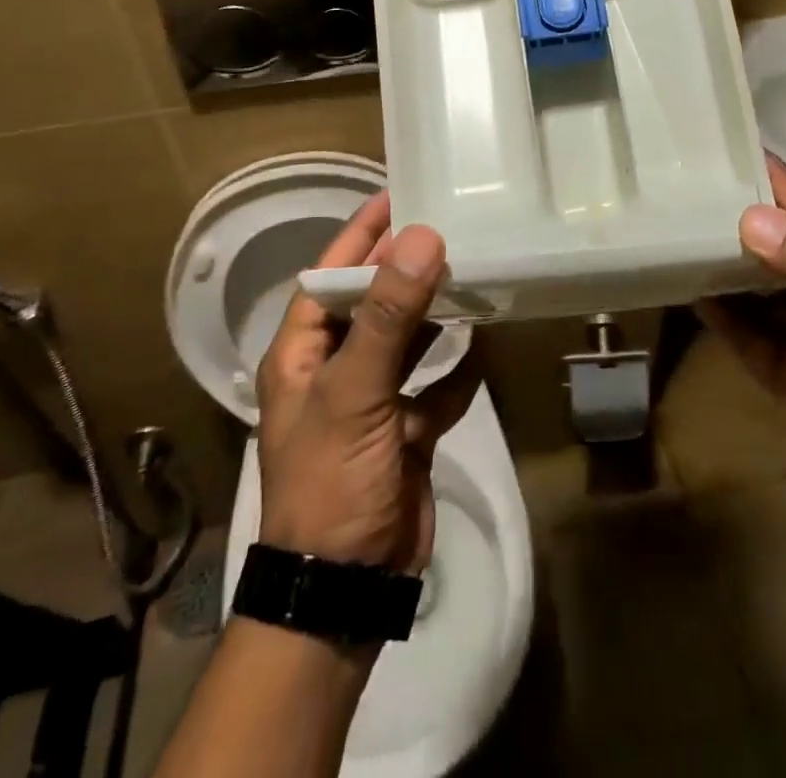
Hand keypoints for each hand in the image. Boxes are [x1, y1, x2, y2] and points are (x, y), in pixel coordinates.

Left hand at [256, 193, 481, 574]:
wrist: (345, 589)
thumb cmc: (332, 481)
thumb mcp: (355, 392)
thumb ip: (387, 316)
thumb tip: (421, 238)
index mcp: (303, 354)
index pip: (328, 277)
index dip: (359, 236)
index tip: (395, 196)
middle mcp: (334, 371)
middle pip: (371, 304)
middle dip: (404, 270)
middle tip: (447, 228)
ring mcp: (371, 403)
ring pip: (405, 342)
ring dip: (433, 316)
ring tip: (470, 276)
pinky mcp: (404, 432)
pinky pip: (435, 389)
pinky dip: (456, 373)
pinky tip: (482, 352)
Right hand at [701, 158, 785, 583]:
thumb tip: (751, 217)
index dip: (773, 180)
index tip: (725, 144)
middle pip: (779, 246)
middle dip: (738, 218)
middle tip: (681, 187)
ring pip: (758, 288)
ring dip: (724, 264)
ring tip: (674, 229)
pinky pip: (746, 334)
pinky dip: (720, 315)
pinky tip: (687, 291)